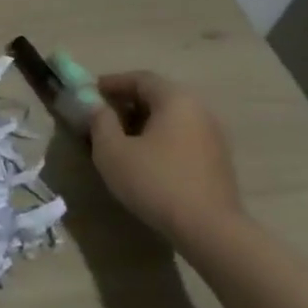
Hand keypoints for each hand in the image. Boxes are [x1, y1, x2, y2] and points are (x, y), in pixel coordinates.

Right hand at [88, 71, 242, 246]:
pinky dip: (160, 138)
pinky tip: (145, 158)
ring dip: (143, 122)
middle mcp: (199, 109)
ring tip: (120, 139)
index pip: (140, 78)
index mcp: (175, 99)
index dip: (111, 83)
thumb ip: (99, 121)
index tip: (89, 93)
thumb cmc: (155, 181)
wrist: (209, 229)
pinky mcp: (218, 159)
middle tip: (102, 116)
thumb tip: (96, 106)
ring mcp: (213, 135)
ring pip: (171, 117)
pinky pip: (182, 136)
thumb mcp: (112, 150)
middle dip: (127, 102)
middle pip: (158, 96)